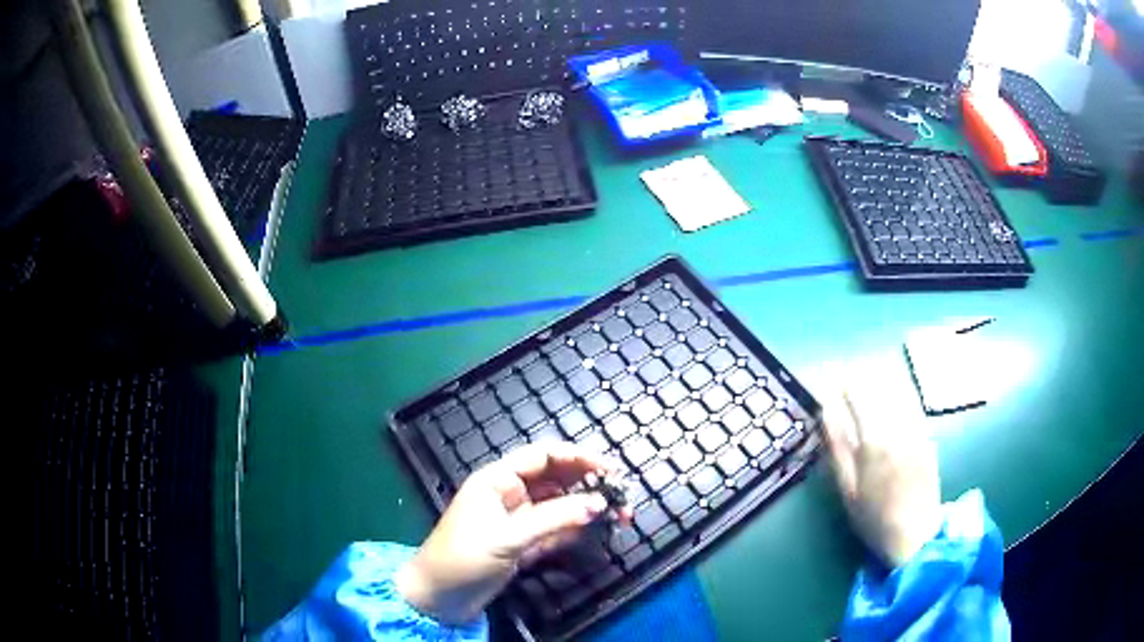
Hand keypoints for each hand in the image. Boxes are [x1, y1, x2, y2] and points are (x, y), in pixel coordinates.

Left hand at [395, 442, 630, 623]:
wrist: (438, 598)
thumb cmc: (463, 558)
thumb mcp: (508, 537)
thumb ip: (554, 519)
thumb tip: (599, 503)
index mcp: (497, 479)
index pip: (543, 456)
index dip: (578, 457)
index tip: (611, 468)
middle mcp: (510, 493)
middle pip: (556, 479)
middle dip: (589, 484)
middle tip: (623, 496)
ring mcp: (519, 519)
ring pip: (561, 505)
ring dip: (588, 508)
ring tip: (620, 516)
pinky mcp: (525, 543)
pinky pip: (557, 528)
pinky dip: (577, 528)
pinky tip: (598, 531)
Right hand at [820, 356, 942, 567]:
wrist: (916, 534)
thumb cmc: (874, 518)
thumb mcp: (847, 488)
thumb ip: (838, 447)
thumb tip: (826, 412)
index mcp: (874, 440)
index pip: (859, 396)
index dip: (845, 384)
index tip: (834, 380)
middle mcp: (898, 427)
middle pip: (880, 389)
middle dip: (863, 380)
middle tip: (849, 379)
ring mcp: (917, 430)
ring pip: (899, 393)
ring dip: (882, 384)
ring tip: (870, 384)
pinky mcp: (928, 437)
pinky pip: (913, 406)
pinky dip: (900, 397)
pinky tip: (894, 400)